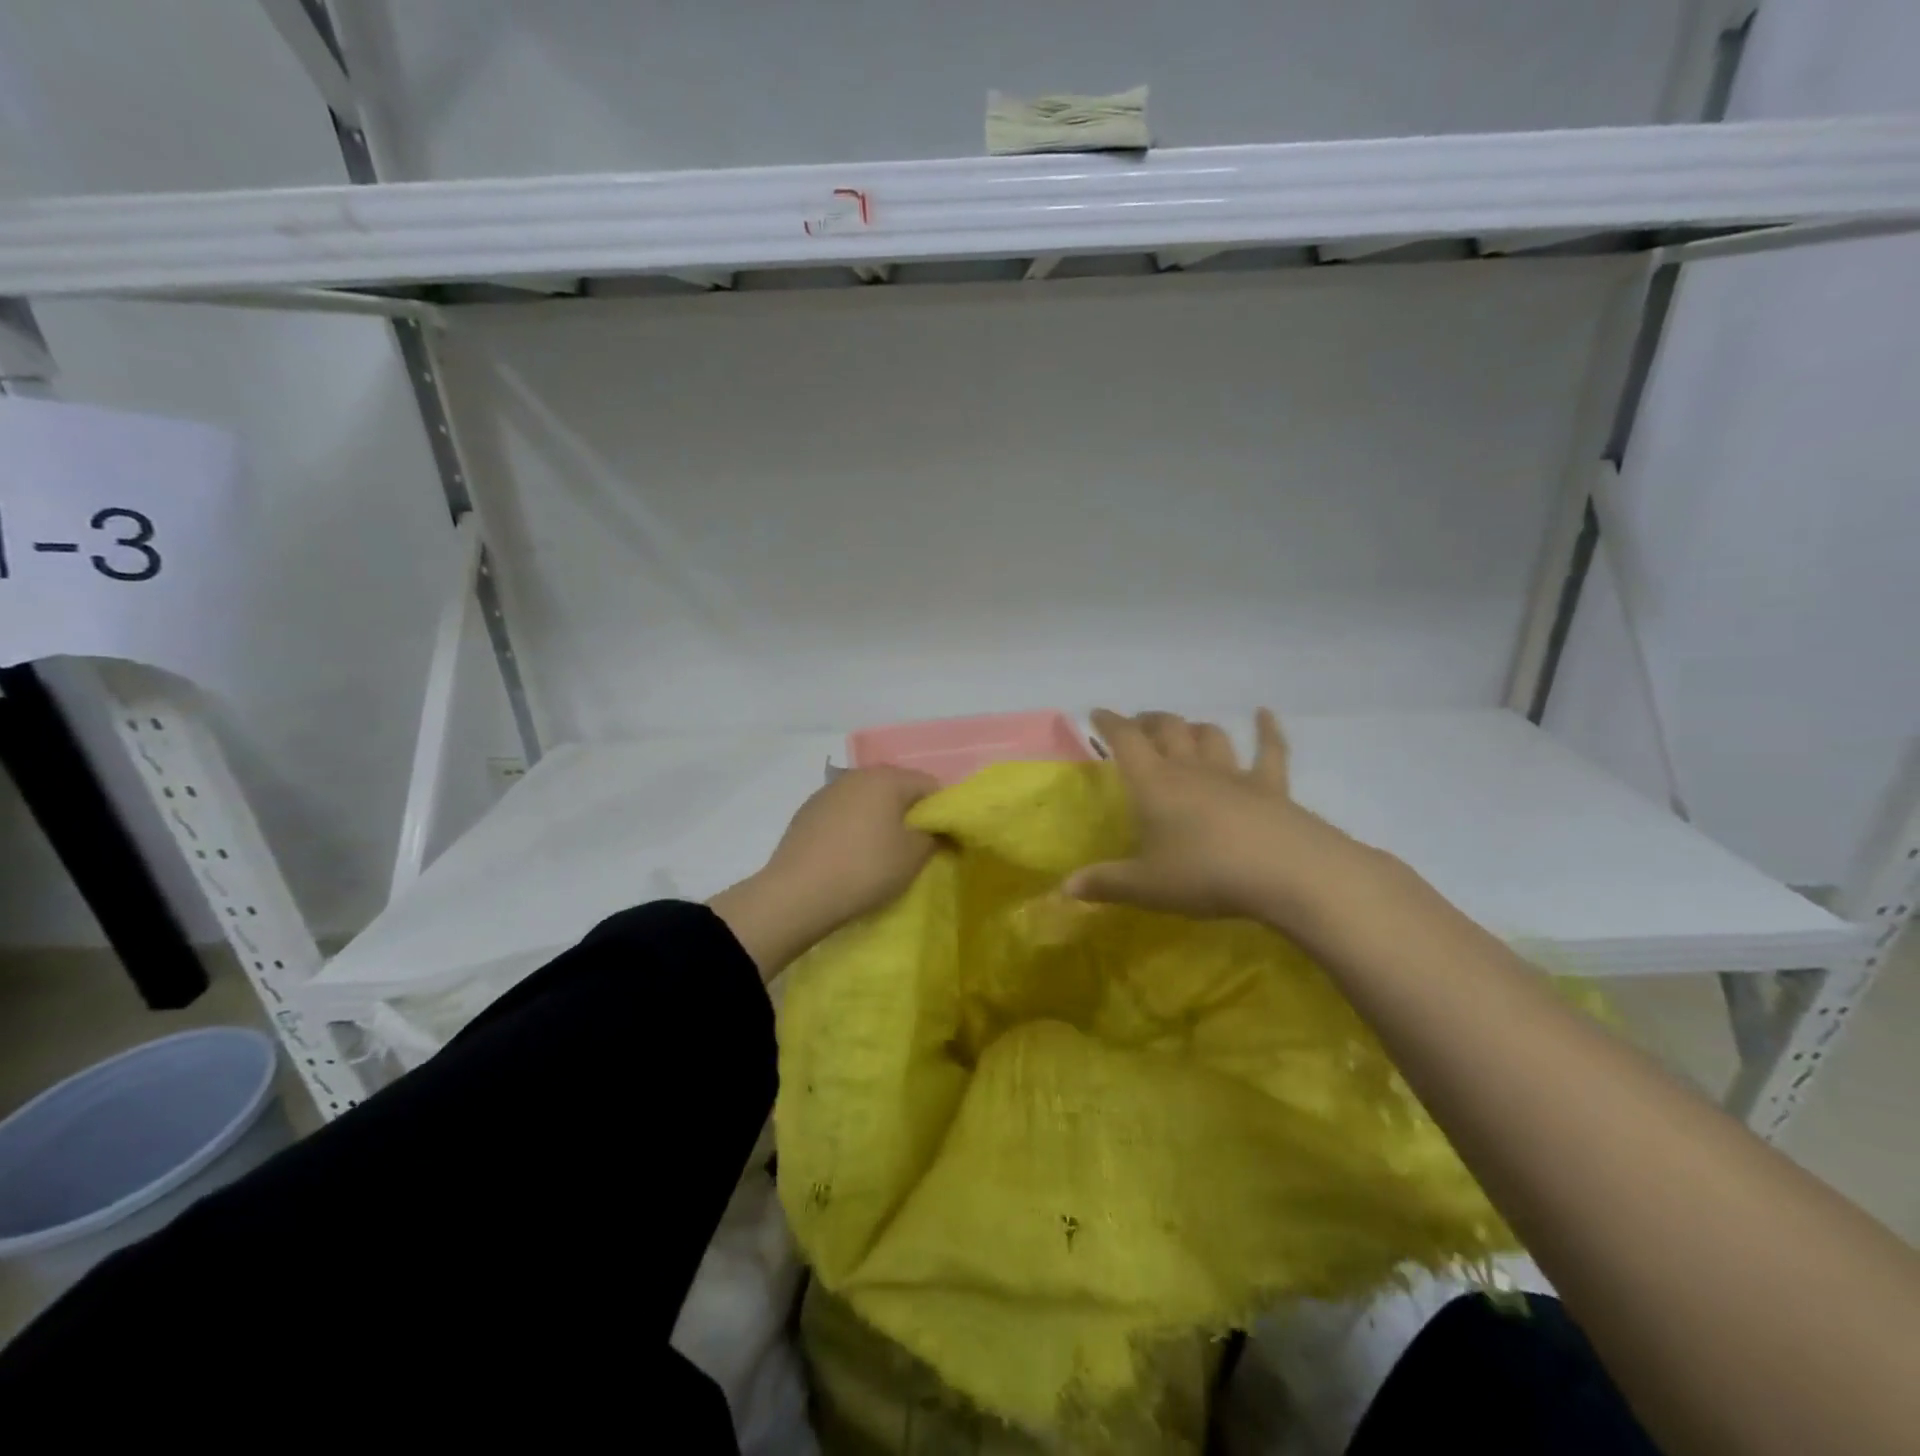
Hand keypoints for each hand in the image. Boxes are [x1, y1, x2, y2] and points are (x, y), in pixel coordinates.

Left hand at [710, 767, 939, 978]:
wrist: (797, 894)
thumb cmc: (866, 869)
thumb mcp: (913, 856)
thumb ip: (935, 835)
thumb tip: (937, 827)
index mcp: (887, 778)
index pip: (929, 784)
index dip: (942, 810)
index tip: (943, 838)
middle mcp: (857, 775)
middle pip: (896, 788)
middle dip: (909, 813)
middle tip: (914, 846)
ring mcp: (828, 791)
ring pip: (868, 799)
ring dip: (880, 818)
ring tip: (880, 852)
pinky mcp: (807, 811)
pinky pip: (844, 813)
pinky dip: (854, 826)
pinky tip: (850, 854)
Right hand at [1065, 708, 1374, 927]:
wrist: (1286, 872)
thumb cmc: (1205, 875)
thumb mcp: (1146, 887)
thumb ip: (1106, 884)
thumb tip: (1065, 888)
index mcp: (1155, 785)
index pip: (1126, 741)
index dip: (1110, 724)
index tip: (1097, 713)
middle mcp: (1191, 770)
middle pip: (1168, 730)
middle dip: (1149, 722)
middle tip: (1139, 724)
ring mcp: (1234, 775)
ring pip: (1210, 737)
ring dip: (1195, 728)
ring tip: (1185, 730)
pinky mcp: (1272, 787)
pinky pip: (1271, 751)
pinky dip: (1267, 730)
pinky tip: (1264, 714)